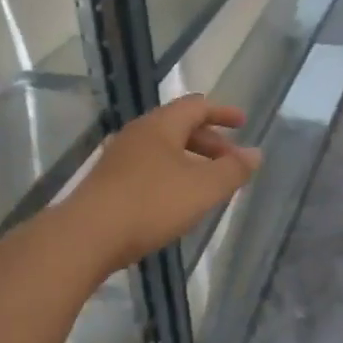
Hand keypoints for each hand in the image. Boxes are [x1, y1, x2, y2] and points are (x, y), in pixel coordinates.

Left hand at [66, 94, 261, 272]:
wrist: (87, 236)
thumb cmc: (151, 204)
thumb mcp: (203, 188)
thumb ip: (233, 170)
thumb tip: (256, 153)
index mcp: (161, 125)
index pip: (197, 106)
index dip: (223, 113)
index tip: (243, 123)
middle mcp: (139, 133)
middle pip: (179, 126)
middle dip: (209, 141)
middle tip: (230, 160)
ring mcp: (120, 158)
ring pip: (164, 149)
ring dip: (191, 160)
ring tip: (208, 183)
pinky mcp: (109, 182)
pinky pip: (149, 167)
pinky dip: (172, 174)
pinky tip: (178, 200)